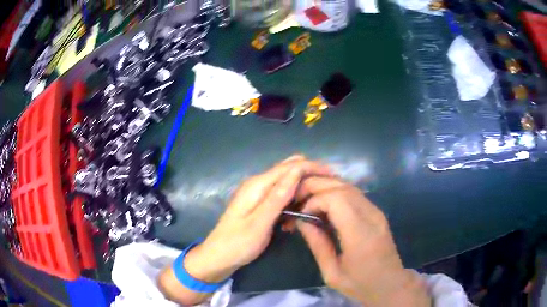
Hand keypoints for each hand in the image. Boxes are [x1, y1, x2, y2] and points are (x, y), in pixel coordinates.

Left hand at [183, 155, 332, 282]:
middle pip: (289, 169)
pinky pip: (281, 192)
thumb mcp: (259, 223)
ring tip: (320, 196)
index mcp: (258, 185)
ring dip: (302, 184)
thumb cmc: (238, 243)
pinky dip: (294, 195)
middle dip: (310, 173)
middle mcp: (258, 183)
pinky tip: (302, 207)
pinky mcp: (259, 202)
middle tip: (329, 186)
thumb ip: (277, 197)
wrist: (218, 256)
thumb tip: (297, 171)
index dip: (313, 167)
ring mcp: (258, 192)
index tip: (333, 176)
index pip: (291, 166)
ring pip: (286, 180)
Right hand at [295, 177, 430, 306]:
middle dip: (316, 186)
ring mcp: (376, 212)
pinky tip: (325, 203)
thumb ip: (318, 245)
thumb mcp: (332, 273)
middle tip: (298, 199)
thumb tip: (303, 221)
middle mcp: (371, 216)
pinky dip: (336, 192)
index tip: (301, 215)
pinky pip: (354, 194)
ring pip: (349, 186)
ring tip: (308, 199)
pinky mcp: (377, 212)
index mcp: (360, 234)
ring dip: (326, 187)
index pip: (336, 199)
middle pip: (342, 187)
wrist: (391, 284)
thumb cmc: (360, 284)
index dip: (314, 201)